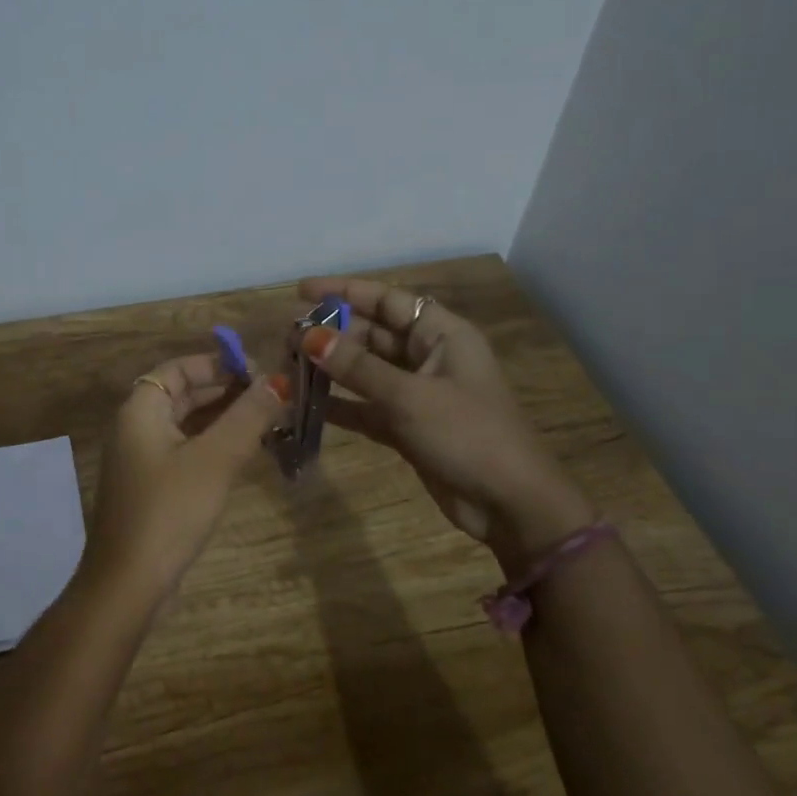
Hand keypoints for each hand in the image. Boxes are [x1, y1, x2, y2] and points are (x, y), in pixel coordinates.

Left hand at [82, 352, 288, 592]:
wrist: (128, 584)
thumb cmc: (169, 511)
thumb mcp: (215, 459)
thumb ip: (247, 416)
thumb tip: (279, 380)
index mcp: (141, 410)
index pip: (178, 369)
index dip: (217, 364)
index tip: (258, 372)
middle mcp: (136, 429)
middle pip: (183, 395)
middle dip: (227, 392)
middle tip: (273, 398)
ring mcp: (142, 461)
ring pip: (187, 426)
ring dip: (224, 421)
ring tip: (268, 422)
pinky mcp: (152, 489)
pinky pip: (186, 453)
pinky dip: (214, 447)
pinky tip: (246, 455)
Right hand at [296, 277, 594, 562]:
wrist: (510, 504)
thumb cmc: (467, 435)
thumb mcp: (409, 397)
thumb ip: (357, 367)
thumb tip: (308, 337)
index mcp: (443, 335)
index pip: (388, 300)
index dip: (345, 292)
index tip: (301, 291)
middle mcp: (430, 357)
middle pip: (374, 334)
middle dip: (332, 333)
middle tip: (286, 338)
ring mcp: (419, 394)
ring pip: (367, 371)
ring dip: (332, 369)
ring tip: (289, 366)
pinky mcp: (409, 427)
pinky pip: (367, 407)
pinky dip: (341, 405)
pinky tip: (306, 405)